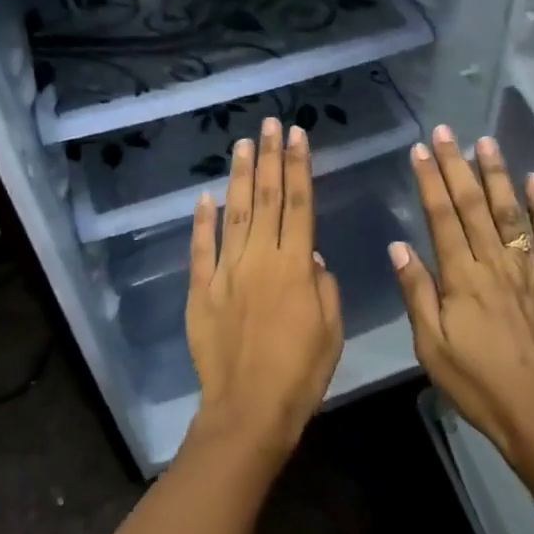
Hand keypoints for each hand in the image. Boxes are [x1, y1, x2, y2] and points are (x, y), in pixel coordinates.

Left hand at [186, 116, 344, 456]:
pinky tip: (205, 196)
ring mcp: (226, 272)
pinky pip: (201, 249)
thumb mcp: (331, 329)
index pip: (300, 204)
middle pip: (267, 199)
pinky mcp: (201, 291)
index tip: (297, 135)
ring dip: (240, 177)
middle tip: (269, 123)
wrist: (249, 409)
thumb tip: (311, 254)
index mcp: (296, 266)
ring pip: (235, 214)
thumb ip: (323, 285)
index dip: (299, 167)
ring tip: (242, 144)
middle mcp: (260, 259)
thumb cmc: (301, 372)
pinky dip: (202, 221)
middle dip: (269, 158)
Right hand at [391, 125, 533, 467]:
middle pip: (473, 206)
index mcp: (461, 278)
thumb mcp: (431, 347)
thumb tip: (399, 246)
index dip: (430, 181)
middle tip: (446, 131)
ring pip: (511, 213)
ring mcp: (529, 271)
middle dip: (457, 165)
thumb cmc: (477, 384)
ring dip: (497, 176)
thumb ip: (417, 293)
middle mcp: (495, 264)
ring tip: (486, 142)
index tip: (420, 150)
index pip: (441, 218)